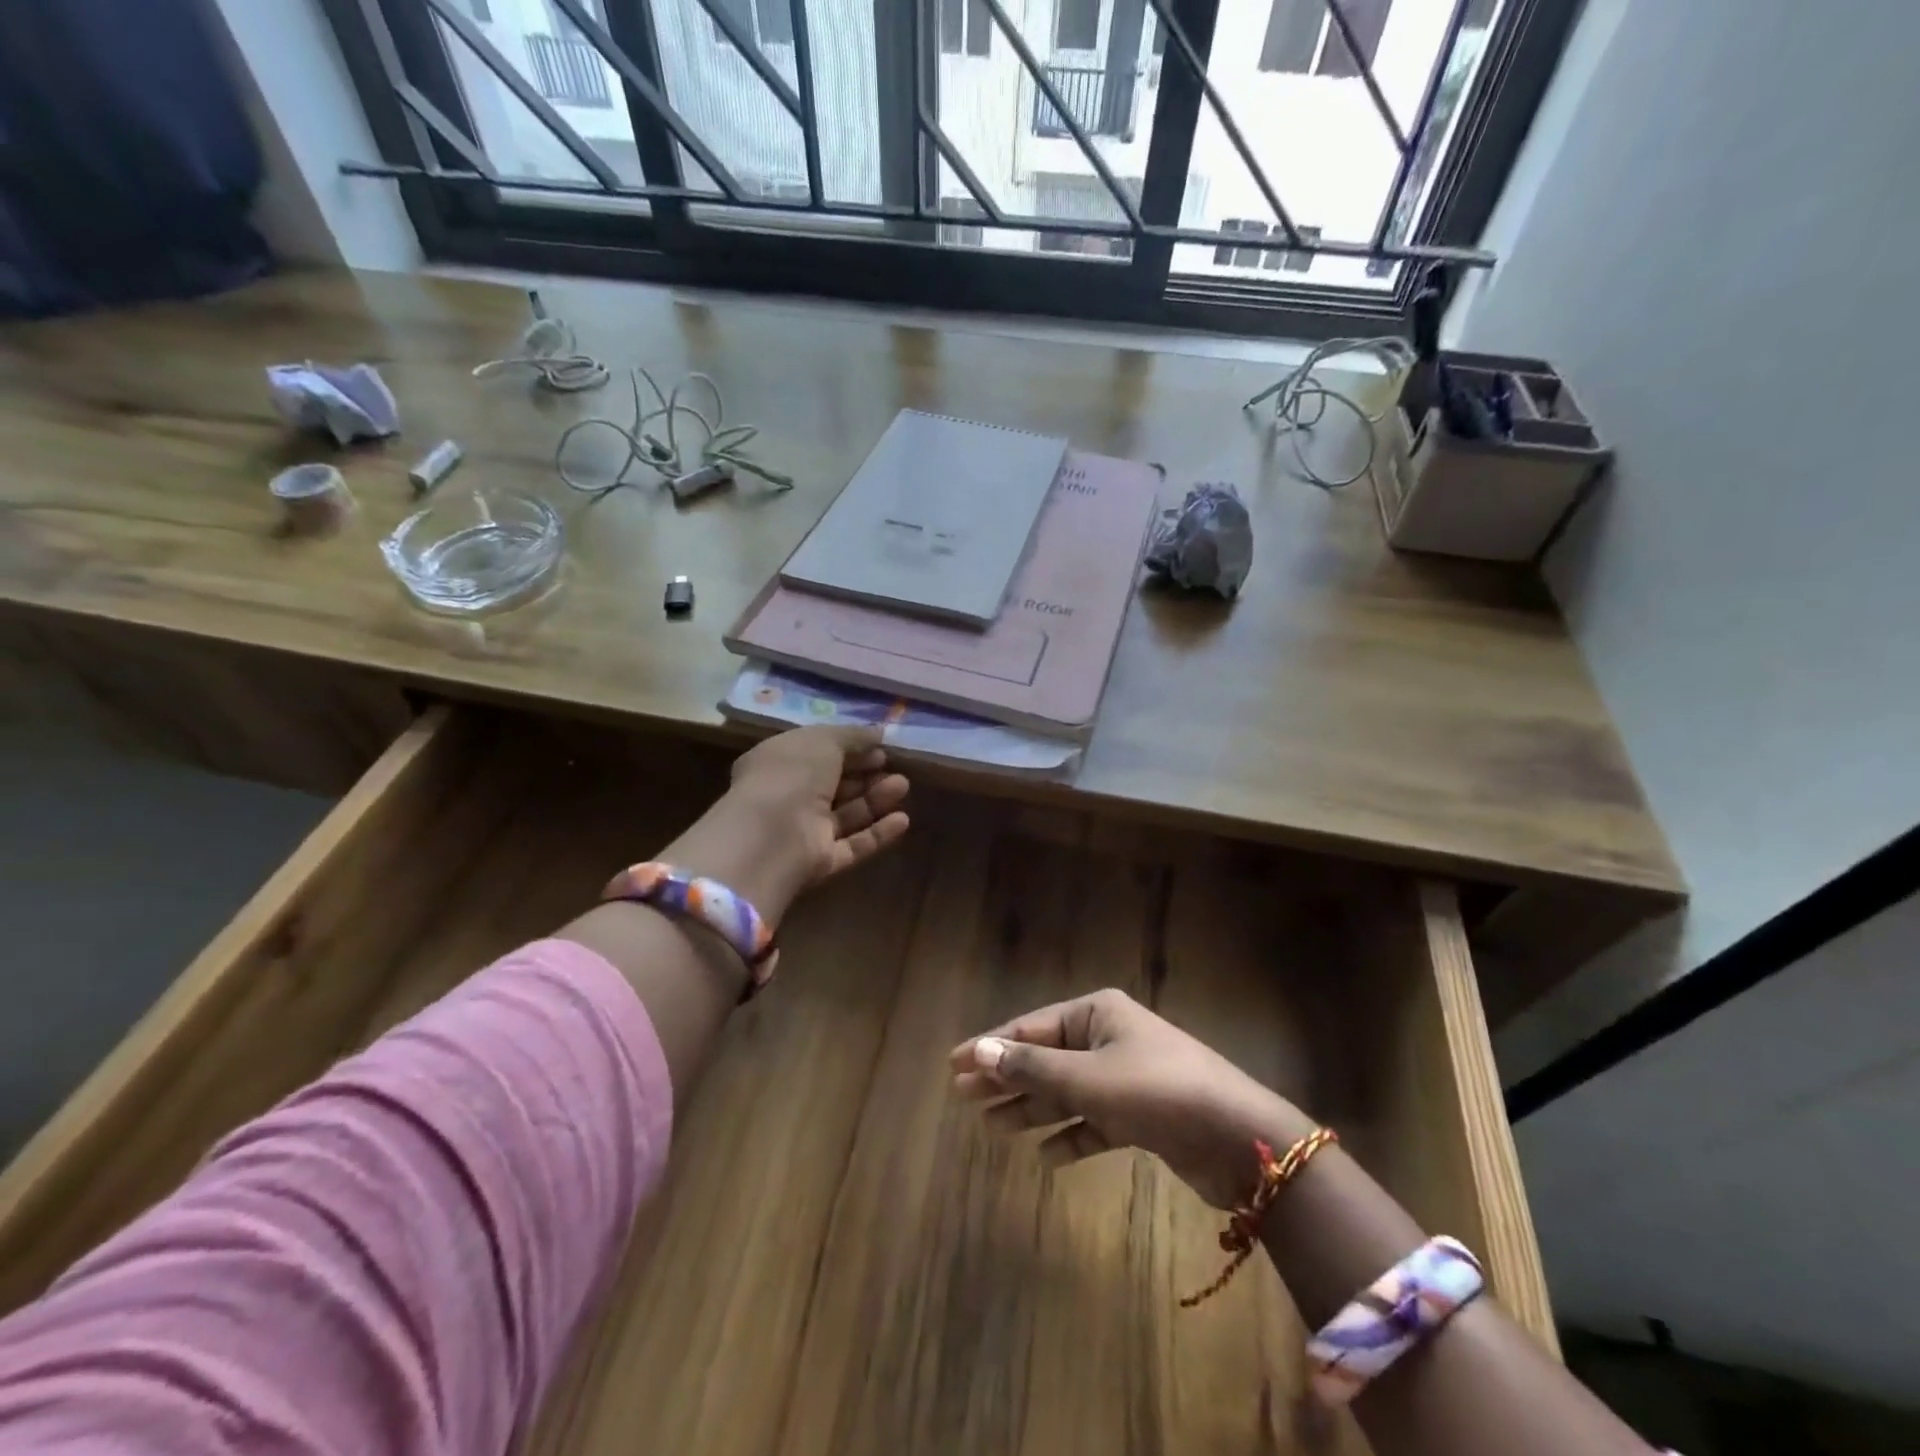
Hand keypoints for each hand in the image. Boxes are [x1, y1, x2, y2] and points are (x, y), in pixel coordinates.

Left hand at [726, 724, 911, 886]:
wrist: (773, 835)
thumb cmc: (792, 774)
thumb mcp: (824, 740)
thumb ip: (853, 735)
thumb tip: (878, 732)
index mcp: (778, 763)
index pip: (817, 754)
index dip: (849, 749)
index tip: (879, 747)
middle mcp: (789, 798)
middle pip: (834, 785)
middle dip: (866, 775)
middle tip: (895, 767)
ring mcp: (804, 832)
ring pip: (847, 814)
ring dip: (875, 799)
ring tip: (903, 786)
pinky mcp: (820, 862)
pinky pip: (853, 845)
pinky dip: (878, 833)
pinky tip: (903, 820)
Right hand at [951, 989, 1312, 1208]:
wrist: (1239, 1137)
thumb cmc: (1156, 1091)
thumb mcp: (1088, 1078)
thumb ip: (1032, 1068)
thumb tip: (978, 1051)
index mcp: (1096, 1013)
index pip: (1029, 1028)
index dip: (990, 1046)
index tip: (952, 1065)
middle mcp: (1108, 1037)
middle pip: (1044, 1057)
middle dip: (1006, 1078)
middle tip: (964, 1098)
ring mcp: (1125, 1076)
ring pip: (1066, 1091)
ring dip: (1032, 1108)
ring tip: (992, 1127)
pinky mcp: (1141, 1115)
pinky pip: (1093, 1122)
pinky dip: (1071, 1136)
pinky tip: (1046, 1157)